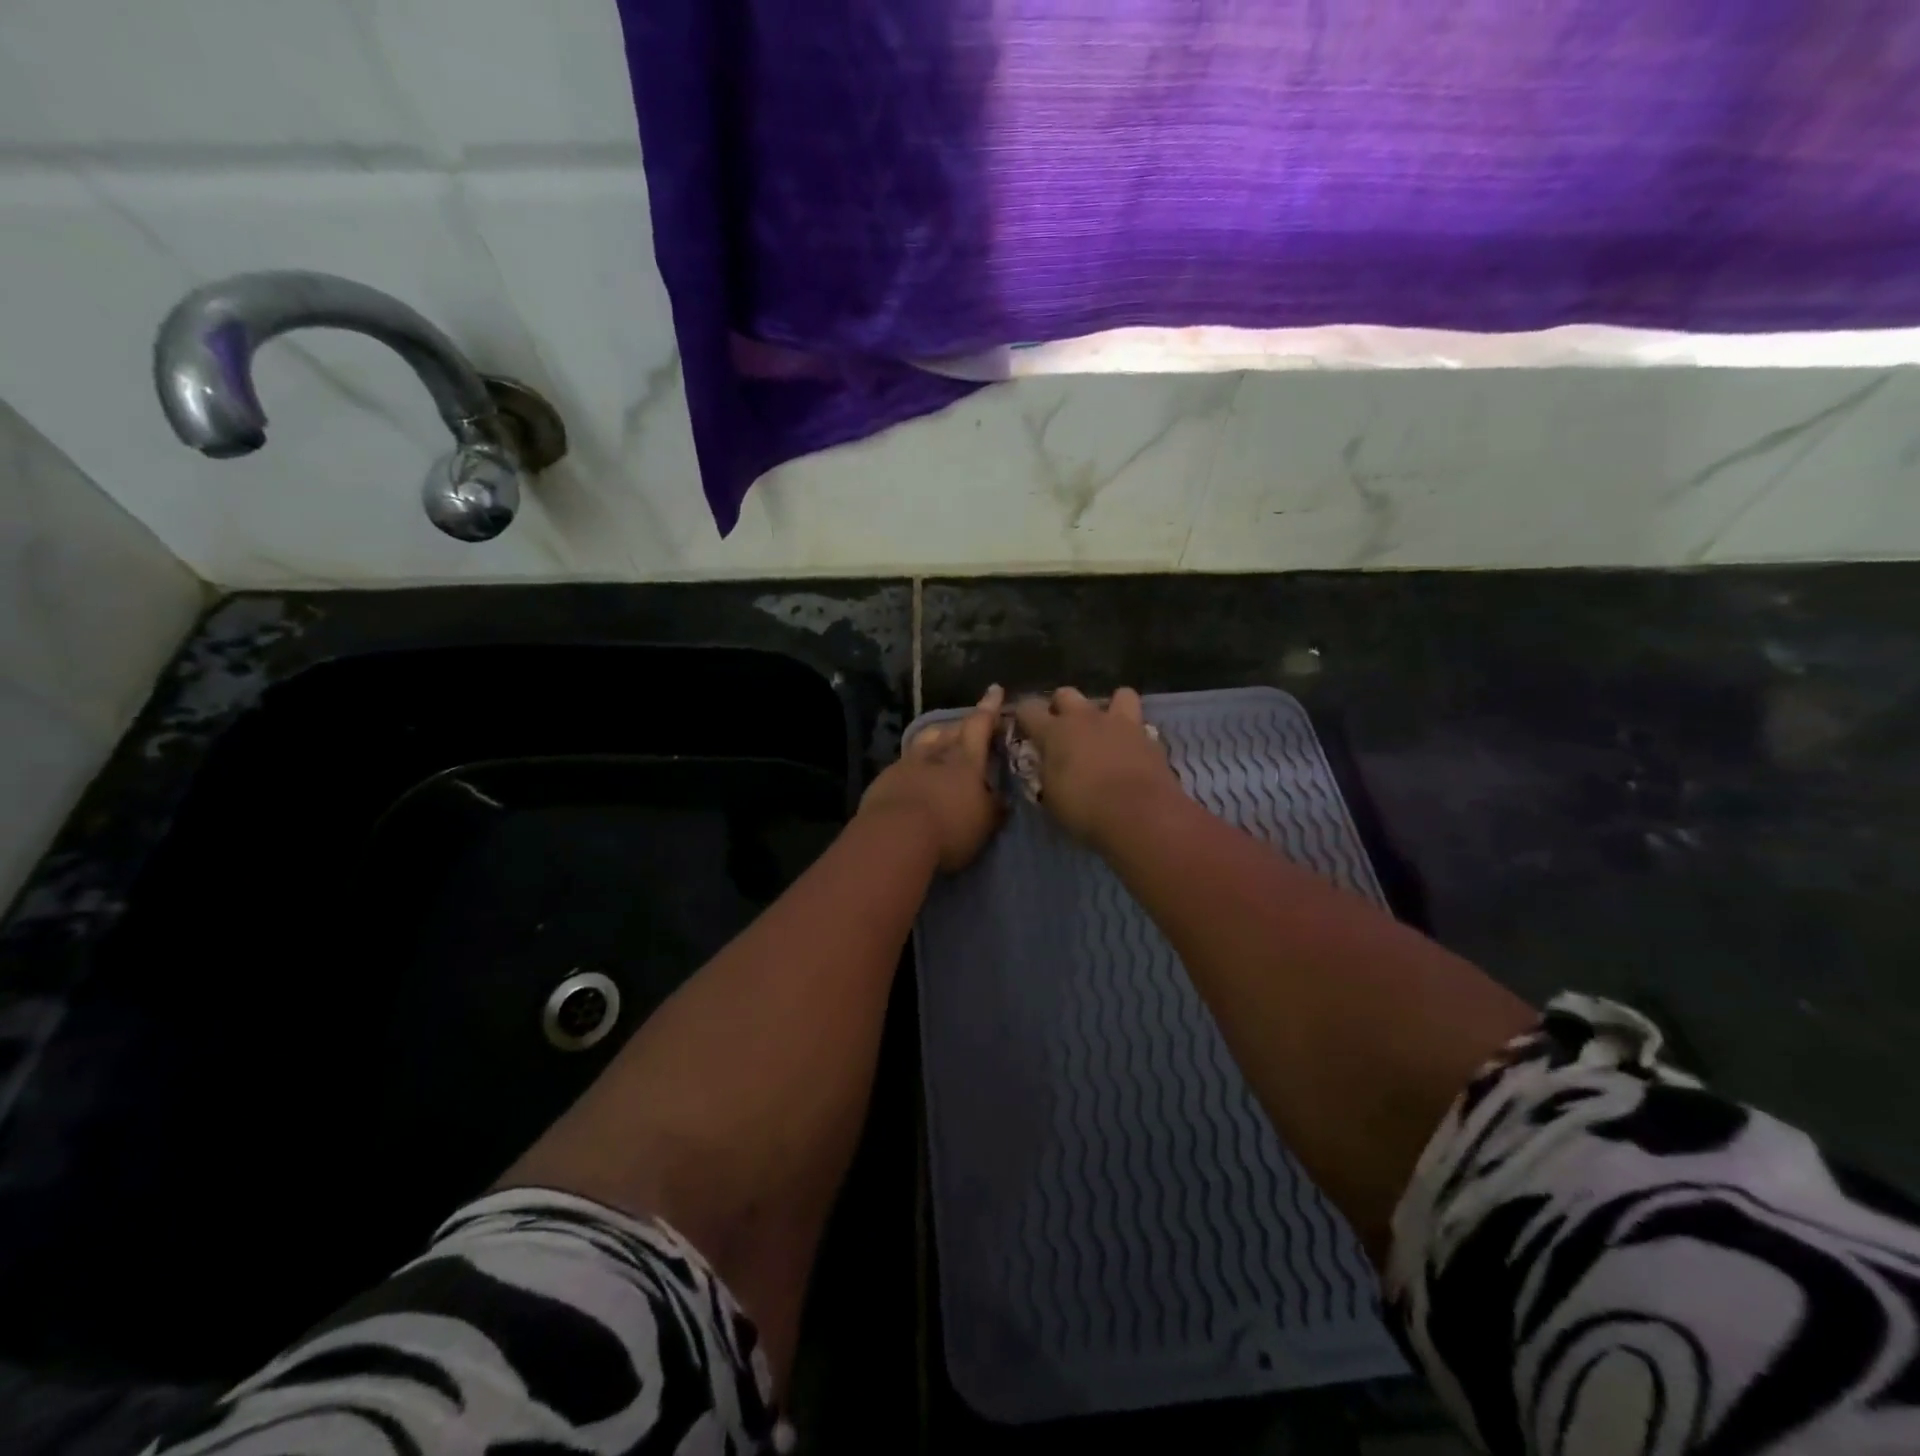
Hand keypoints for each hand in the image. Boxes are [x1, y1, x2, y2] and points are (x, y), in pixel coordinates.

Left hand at [859, 685, 1006, 872]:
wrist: (893, 837)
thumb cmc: (949, 827)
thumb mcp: (984, 822)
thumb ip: (994, 807)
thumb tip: (1002, 798)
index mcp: (965, 759)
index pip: (980, 725)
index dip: (989, 708)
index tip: (994, 690)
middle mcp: (935, 754)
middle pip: (949, 730)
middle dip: (961, 726)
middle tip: (969, 727)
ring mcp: (906, 765)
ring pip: (923, 742)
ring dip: (934, 740)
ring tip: (939, 743)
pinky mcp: (884, 781)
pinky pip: (903, 765)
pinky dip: (913, 767)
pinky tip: (914, 778)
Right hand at [1012, 686, 1179, 848]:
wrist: (1140, 814)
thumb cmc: (1085, 809)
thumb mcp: (1052, 796)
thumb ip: (1048, 772)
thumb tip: (1049, 764)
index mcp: (1055, 732)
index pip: (1028, 709)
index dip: (1024, 716)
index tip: (1025, 727)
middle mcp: (1086, 718)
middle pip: (1066, 694)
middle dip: (1061, 707)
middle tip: (1064, 730)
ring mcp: (1121, 724)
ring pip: (1117, 695)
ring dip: (1110, 708)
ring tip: (1108, 729)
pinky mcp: (1149, 737)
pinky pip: (1141, 725)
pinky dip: (1135, 735)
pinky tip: (1132, 752)